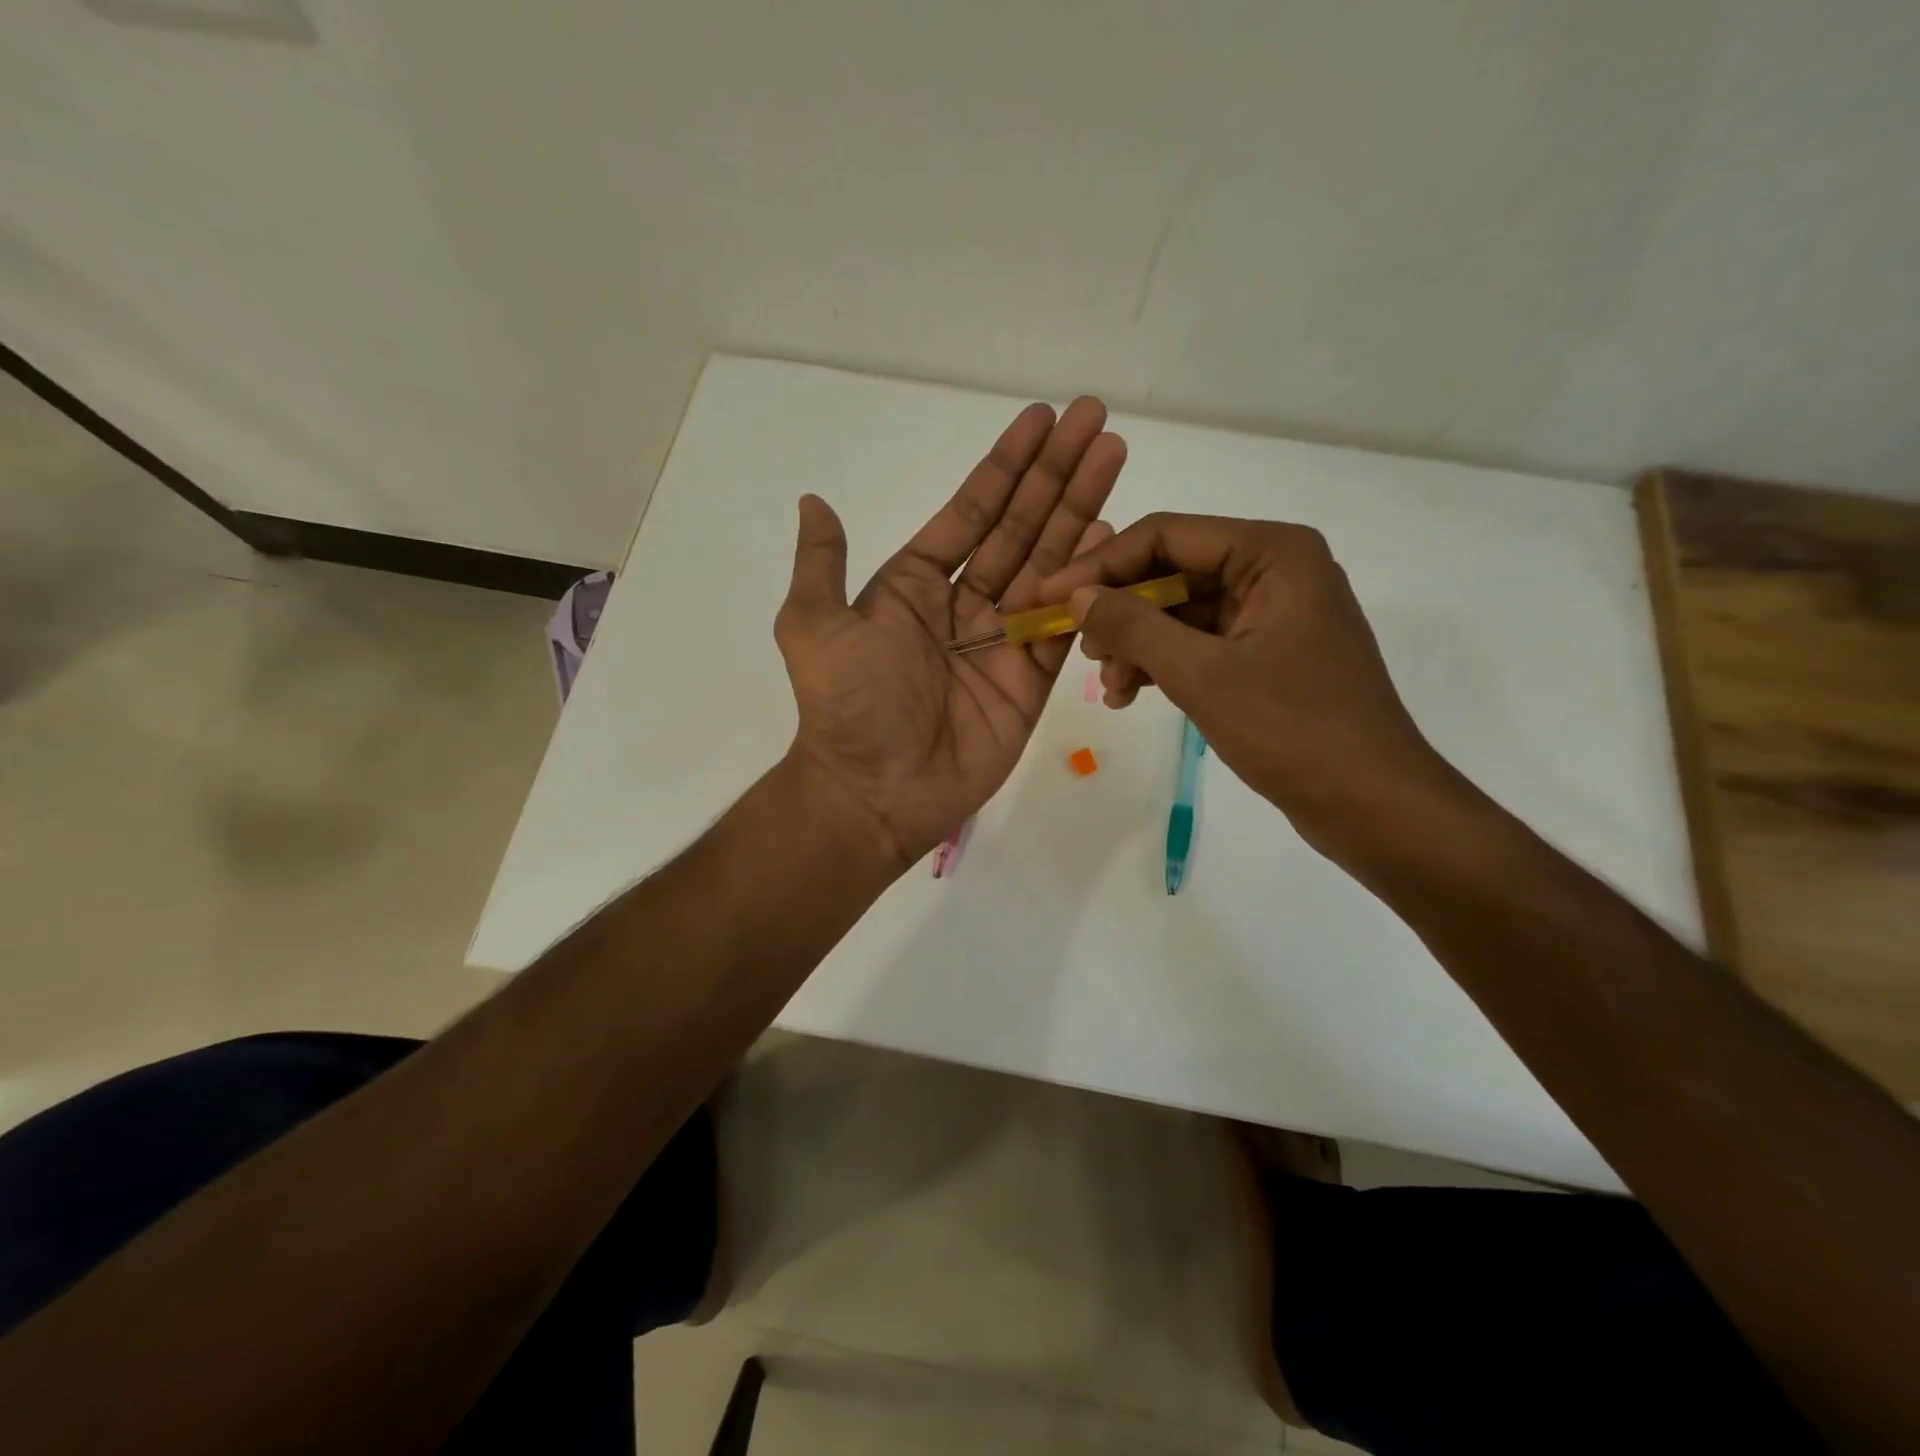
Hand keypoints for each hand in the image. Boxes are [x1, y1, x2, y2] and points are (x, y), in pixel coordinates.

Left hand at [774, 398, 1124, 869]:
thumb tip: (813, 499)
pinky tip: (1113, 537)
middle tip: (1096, 420)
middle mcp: (962, 604)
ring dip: (1081, 512)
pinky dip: (1089, 585)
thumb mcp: (813, 625)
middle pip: (1020, 528)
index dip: (1006, 466)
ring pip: (1050, 566)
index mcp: (914, 585)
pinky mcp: (1030, 681)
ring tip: (1114, 459)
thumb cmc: (847, 706)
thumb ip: (821, 564)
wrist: (875, 792)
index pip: (971, 512)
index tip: (1042, 418)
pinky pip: (1065, 626)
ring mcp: (1001, 641)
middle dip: (1056, 474)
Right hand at [1038, 513, 1462, 861]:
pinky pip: (1200, 644)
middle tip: (1080, 650)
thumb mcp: (1202, 674)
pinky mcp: (1268, 655)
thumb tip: (1078, 596)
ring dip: (1137, 644)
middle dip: (1120, 611)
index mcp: (1272, 553)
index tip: (1049, 597)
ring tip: (1108, 686)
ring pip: (1181, 612)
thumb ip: (1134, 626)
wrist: (1372, 804)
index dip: (1101, 566)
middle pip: (1172, 572)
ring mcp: (1272, 614)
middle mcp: (1275, 570)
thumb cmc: (1293, 730)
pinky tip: (1128, 695)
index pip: (1166, 536)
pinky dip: (1162, 665)